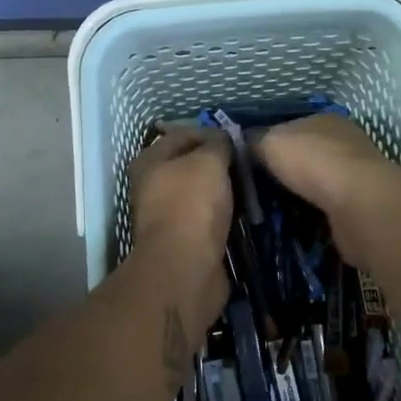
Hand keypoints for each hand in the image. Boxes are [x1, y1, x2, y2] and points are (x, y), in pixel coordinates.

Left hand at [128, 125, 233, 270]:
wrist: (185, 268)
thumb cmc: (192, 204)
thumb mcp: (209, 161)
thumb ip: (218, 143)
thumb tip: (223, 138)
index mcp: (149, 161)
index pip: (182, 134)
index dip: (210, 132)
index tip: (237, 139)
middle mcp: (152, 186)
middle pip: (190, 165)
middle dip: (218, 163)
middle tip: (247, 163)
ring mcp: (167, 215)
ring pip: (201, 193)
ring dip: (223, 190)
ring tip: (250, 186)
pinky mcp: (183, 240)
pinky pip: (208, 218)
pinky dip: (224, 215)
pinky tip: (243, 212)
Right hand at [255, 114, 400, 265]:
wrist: (358, 205)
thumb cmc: (312, 161)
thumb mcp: (269, 141)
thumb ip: (253, 141)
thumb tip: (240, 144)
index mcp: (324, 120)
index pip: (290, 126)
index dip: (268, 142)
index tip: (247, 162)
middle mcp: (344, 143)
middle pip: (304, 155)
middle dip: (283, 171)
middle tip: (254, 190)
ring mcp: (355, 175)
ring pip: (315, 183)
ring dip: (297, 195)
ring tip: (268, 211)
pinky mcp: (358, 206)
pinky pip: (325, 208)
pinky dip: (310, 215)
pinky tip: (292, 224)